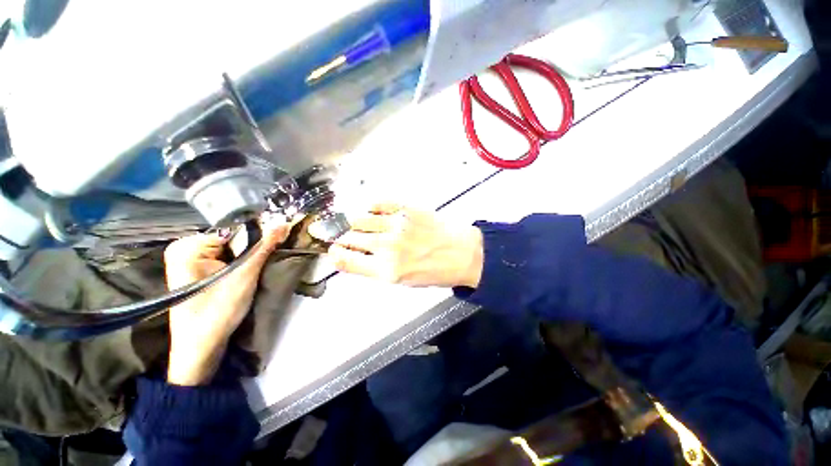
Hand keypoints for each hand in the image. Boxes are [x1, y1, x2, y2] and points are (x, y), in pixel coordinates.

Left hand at [163, 220, 291, 385]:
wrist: (201, 347)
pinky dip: (240, 264)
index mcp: (188, 246)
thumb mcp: (244, 276)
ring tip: (256, 271)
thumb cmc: (217, 311)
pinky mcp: (196, 271)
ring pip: (231, 250)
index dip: (258, 238)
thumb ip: (264, 247)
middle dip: (252, 249)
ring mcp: (189, 260)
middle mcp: (185, 248)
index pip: (235, 230)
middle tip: (265, 262)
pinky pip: (225, 259)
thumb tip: (284, 223)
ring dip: (248, 257)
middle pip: (232, 239)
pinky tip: (245, 275)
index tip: (275, 246)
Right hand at [318, 203, 482, 287]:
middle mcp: (388, 247)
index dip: (334, 253)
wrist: (463, 253)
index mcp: (386, 270)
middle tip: (334, 233)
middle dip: (338, 236)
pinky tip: (371, 211)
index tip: (332, 249)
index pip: (346, 259)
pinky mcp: (407, 208)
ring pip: (359, 218)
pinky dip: (369, 206)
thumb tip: (354, 257)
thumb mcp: (403, 281)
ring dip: (350, 221)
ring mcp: (396, 224)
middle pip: (349, 237)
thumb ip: (376, 269)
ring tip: (350, 222)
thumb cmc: (435, 271)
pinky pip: (378, 202)